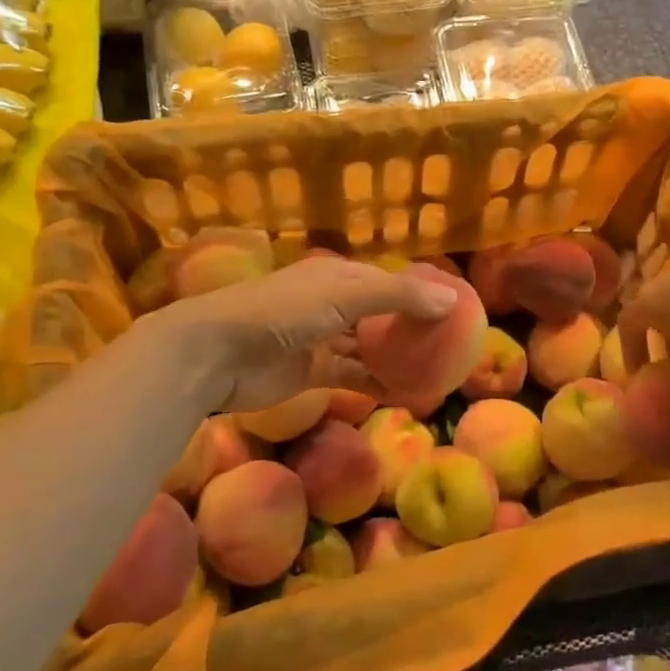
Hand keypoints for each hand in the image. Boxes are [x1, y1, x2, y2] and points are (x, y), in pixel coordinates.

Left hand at [144, 258, 456, 413]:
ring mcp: (322, 340)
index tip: (453, 309)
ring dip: (396, 358)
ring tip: (435, 371)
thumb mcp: (344, 296)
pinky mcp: (312, 373)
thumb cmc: (282, 312)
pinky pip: (353, 376)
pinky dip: (376, 383)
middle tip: (450, 346)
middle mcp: (333, 304)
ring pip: (369, 348)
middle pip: (381, 315)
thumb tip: (452, 300)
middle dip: (411, 329)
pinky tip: (404, 394)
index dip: (420, 293)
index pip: (389, 281)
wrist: (216, 353)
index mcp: (339, 276)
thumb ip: (398, 297)